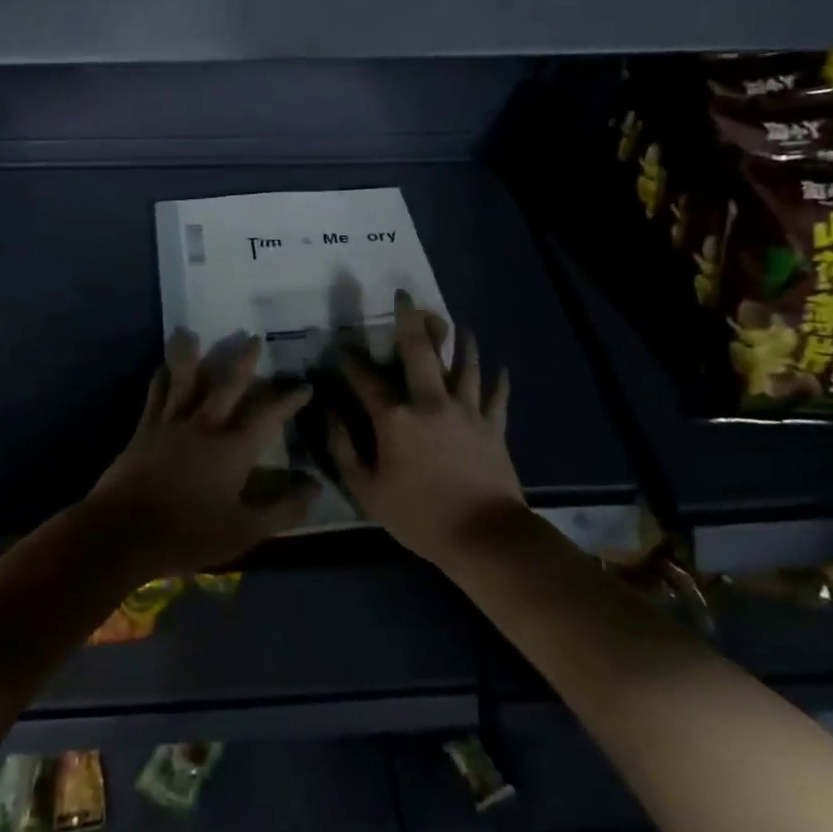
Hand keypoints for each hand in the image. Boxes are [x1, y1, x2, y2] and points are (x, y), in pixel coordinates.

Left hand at [87, 331, 317, 575]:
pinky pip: (154, 396)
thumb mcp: (244, 532)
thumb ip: (283, 511)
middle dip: (243, 361)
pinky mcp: (143, 431)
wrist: (122, 533)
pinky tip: (160, 367)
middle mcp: (204, 427)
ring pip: (184, 381)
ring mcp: (171, 425)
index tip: (304, 385)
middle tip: (253, 338)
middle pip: (227, 385)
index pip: (268, 416)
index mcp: (233, 450)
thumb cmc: (187, 535)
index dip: (288, 400)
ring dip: (190, 355)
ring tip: (190, 331)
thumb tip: (315, 488)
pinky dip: (159, 379)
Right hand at [328, 292, 524, 565]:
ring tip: (458, 323)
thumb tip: (330, 414)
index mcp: (396, 418)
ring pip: (465, 365)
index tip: (342, 344)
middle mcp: (430, 402)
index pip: (366, 380)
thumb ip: (343, 448)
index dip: (351, 360)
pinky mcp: (493, 427)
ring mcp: (467, 411)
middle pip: (420, 352)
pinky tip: (502, 367)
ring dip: (461, 341)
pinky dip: (500, 381)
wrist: (482, 536)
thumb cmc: (418, 516)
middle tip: (406, 296)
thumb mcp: (367, 490)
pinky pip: (498, 398)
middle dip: (410, 320)